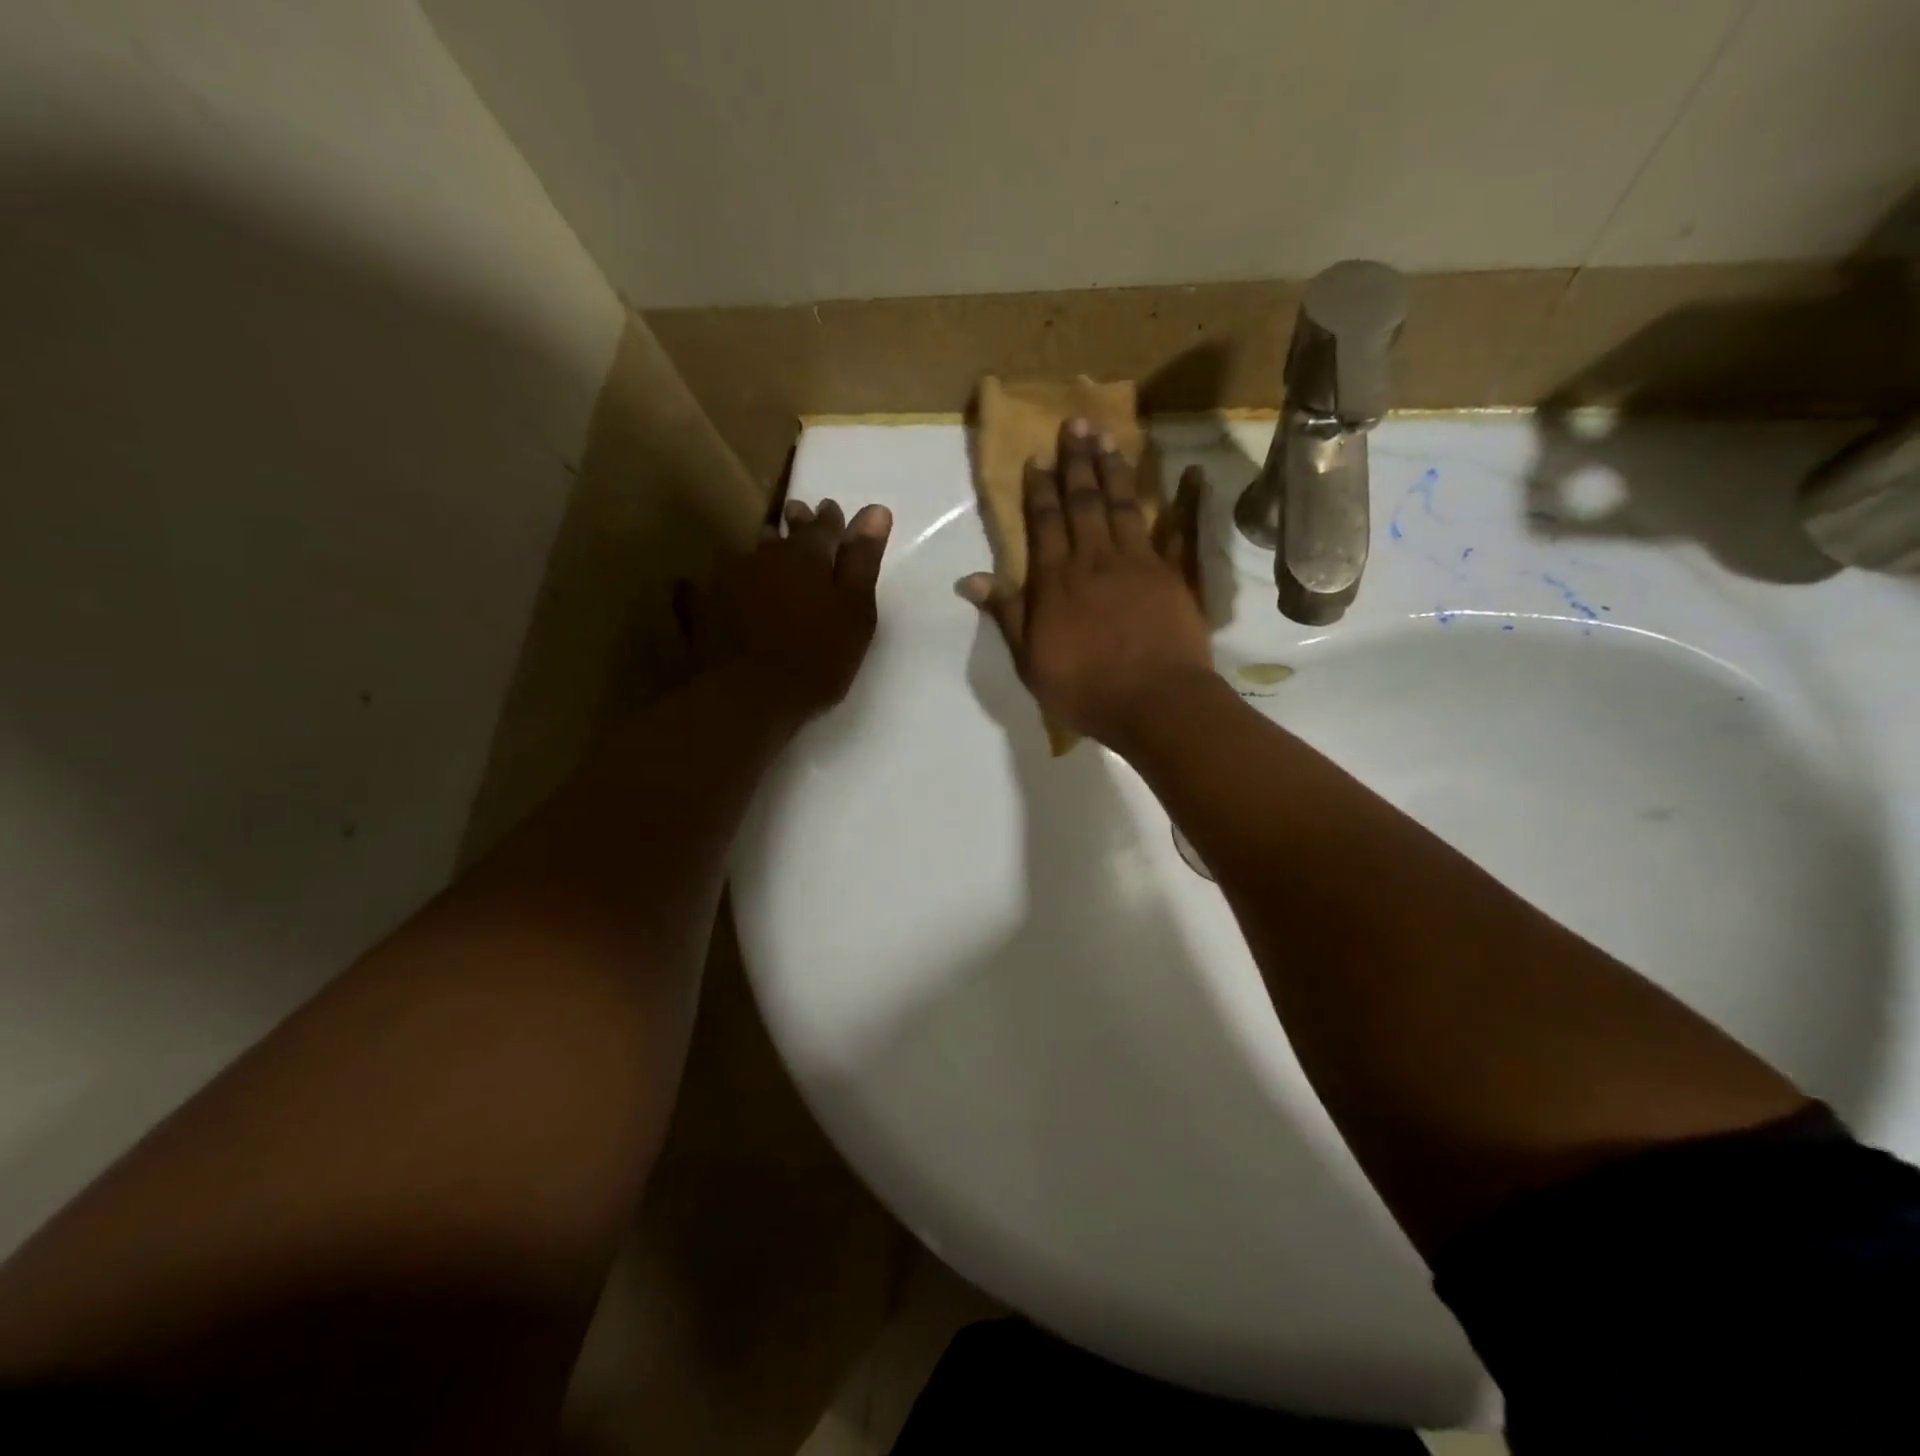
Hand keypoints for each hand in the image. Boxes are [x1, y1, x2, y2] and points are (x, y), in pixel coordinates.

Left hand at [697, 498, 892, 718]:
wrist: (747, 697)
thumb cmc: (816, 657)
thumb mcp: (855, 612)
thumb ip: (863, 562)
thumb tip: (876, 510)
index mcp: (806, 555)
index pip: (824, 525)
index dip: (832, 519)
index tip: (833, 512)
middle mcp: (764, 557)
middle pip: (782, 534)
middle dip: (793, 526)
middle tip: (797, 518)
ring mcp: (727, 581)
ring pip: (747, 557)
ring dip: (759, 554)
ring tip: (765, 554)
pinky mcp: (701, 609)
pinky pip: (702, 589)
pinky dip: (709, 587)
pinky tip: (699, 588)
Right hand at [962, 419, 1211, 746]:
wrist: (1154, 703)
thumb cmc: (1085, 689)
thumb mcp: (1030, 660)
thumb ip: (1007, 614)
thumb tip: (971, 579)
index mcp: (1057, 580)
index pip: (1044, 522)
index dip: (1039, 489)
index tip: (1037, 456)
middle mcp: (1095, 559)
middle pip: (1084, 502)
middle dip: (1077, 462)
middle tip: (1075, 423)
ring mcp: (1140, 562)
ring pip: (1124, 505)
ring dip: (1115, 469)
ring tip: (1109, 436)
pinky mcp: (1176, 575)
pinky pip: (1183, 531)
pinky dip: (1187, 501)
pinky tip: (1191, 472)